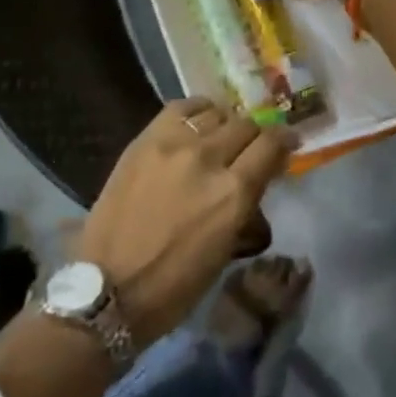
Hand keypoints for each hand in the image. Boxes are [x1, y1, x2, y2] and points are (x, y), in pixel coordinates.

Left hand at [76, 98, 291, 346]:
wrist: (107, 289)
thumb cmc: (174, 285)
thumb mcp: (225, 249)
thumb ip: (246, 204)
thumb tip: (259, 176)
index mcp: (233, 193)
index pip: (272, 144)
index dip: (285, 140)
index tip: (287, 142)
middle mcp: (208, 159)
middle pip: (246, 124)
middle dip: (255, 135)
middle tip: (251, 148)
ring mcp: (173, 144)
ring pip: (216, 112)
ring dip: (225, 124)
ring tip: (219, 138)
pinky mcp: (145, 139)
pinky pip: (181, 108)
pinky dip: (196, 112)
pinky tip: (195, 125)